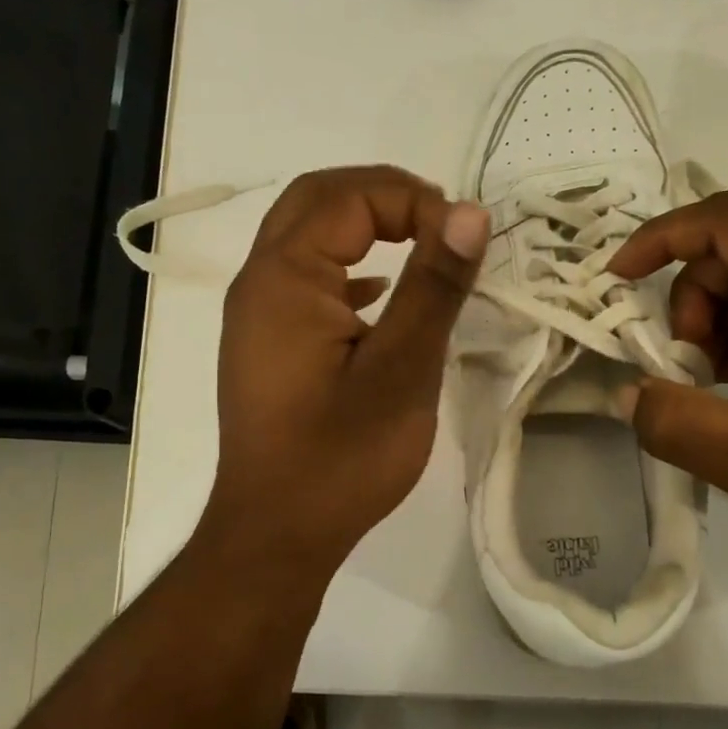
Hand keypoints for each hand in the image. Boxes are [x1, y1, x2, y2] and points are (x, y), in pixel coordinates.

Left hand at [198, 165, 489, 579]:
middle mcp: (260, 282)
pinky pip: (304, 279)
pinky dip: (347, 266)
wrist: (277, 533)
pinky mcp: (267, 345)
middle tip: (441, 222)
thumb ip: (434, 285)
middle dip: (383, 195)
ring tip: (422, 243)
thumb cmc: (342, 456)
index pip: (349, 197)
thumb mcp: (402, 369)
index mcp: (285, 278)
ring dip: (364, 225)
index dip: (413, 199)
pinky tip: (381, 296)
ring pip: (307, 237)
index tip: (463, 239)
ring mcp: (257, 315)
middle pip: (316, 200)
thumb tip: (470, 212)